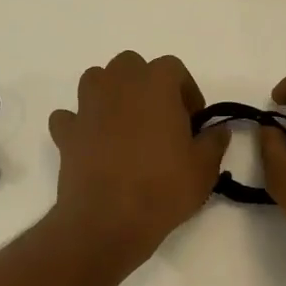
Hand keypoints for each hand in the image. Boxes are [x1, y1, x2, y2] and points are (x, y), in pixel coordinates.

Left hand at [48, 52, 228, 268]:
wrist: (108, 219)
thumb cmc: (163, 188)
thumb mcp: (204, 168)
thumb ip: (214, 142)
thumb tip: (219, 131)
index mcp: (155, 84)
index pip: (173, 68)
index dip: (186, 90)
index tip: (193, 119)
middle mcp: (117, 85)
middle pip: (130, 65)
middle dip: (145, 84)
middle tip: (159, 118)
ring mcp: (87, 107)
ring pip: (96, 80)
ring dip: (110, 93)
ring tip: (125, 124)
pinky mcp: (66, 133)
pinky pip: (69, 117)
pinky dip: (79, 123)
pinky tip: (91, 142)